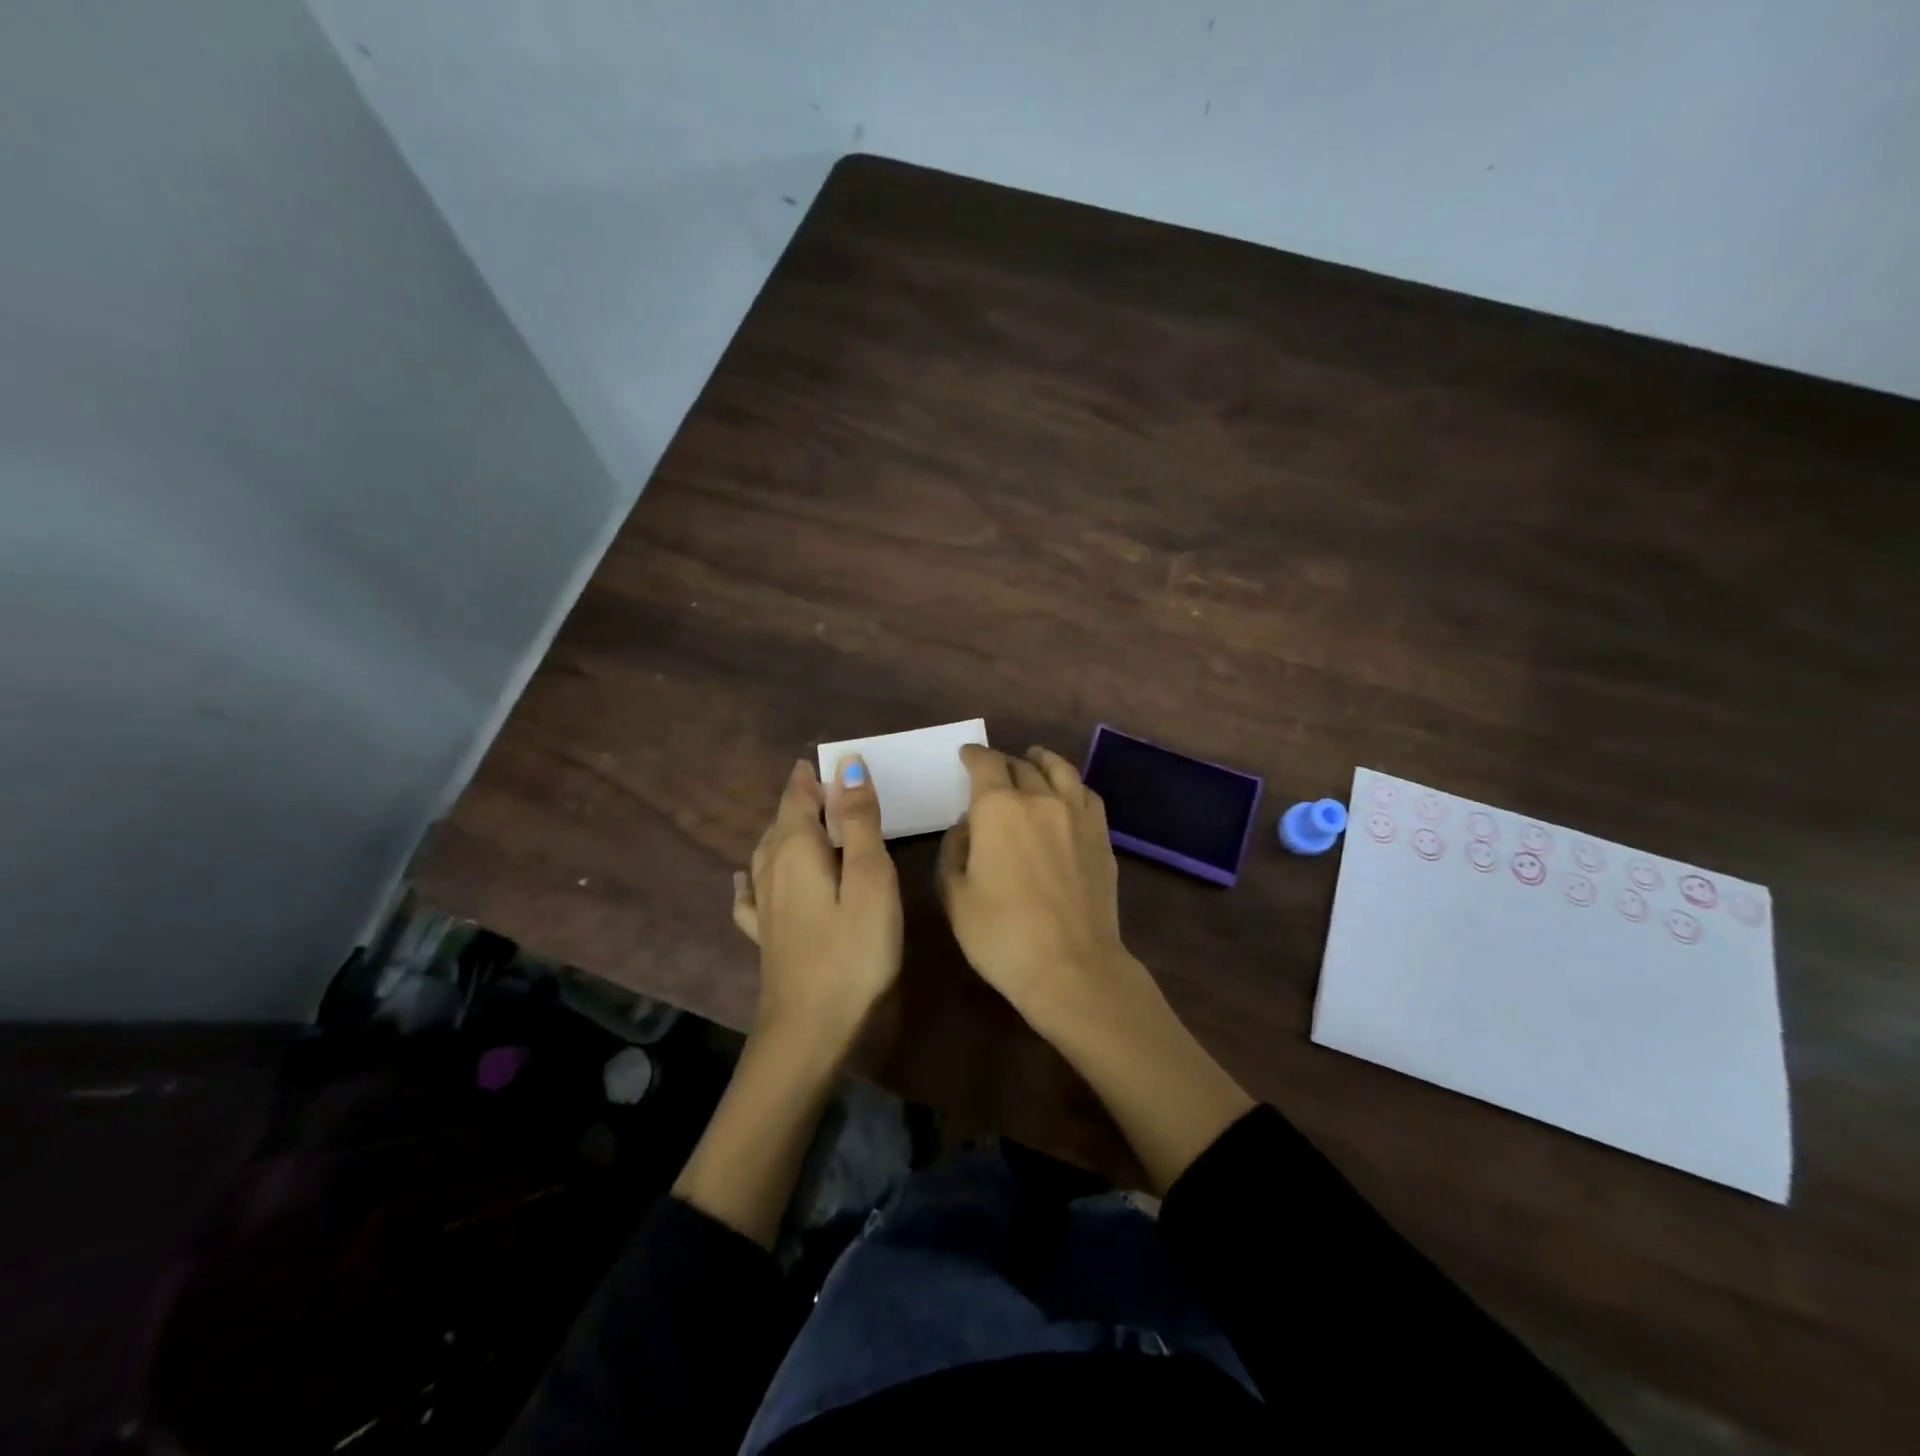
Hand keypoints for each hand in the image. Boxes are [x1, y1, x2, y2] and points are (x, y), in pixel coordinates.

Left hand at [732, 757, 901, 1044]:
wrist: (808, 1031)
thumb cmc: (852, 951)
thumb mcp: (869, 879)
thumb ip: (859, 821)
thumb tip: (847, 764)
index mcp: (796, 850)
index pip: (799, 797)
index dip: (814, 777)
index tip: (834, 760)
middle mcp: (771, 870)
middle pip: (781, 821)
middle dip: (802, 799)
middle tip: (829, 786)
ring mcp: (763, 905)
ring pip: (766, 851)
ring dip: (784, 828)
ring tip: (803, 819)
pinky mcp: (764, 935)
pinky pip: (751, 892)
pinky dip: (751, 876)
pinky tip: (743, 879)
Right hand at [937, 744, 1148, 1026]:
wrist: (1072, 966)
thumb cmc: (1001, 935)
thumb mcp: (955, 895)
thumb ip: (955, 850)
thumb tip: (967, 825)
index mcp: (998, 808)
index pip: (985, 764)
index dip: (973, 755)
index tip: (966, 755)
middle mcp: (1039, 799)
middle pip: (1021, 765)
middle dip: (1003, 761)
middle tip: (993, 768)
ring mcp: (1076, 815)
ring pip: (1060, 770)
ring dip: (1042, 760)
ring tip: (1035, 758)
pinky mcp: (1101, 836)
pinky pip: (1087, 794)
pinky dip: (1072, 784)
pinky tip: (1068, 792)